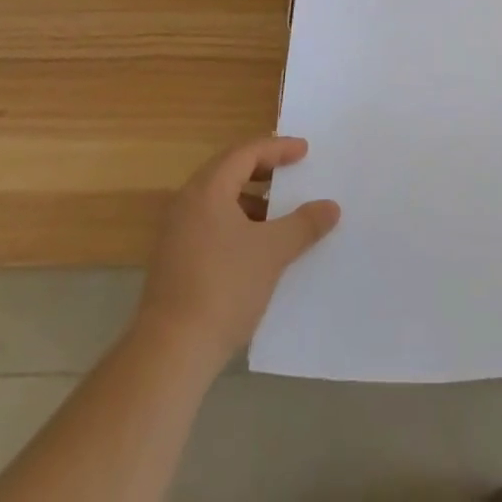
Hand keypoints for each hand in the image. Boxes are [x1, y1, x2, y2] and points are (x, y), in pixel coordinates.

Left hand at [135, 135, 340, 367]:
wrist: (170, 353)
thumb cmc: (224, 288)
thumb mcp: (272, 252)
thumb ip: (304, 224)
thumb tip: (331, 207)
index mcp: (208, 189)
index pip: (246, 152)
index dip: (278, 148)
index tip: (304, 151)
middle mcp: (187, 202)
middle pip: (229, 170)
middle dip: (263, 169)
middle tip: (291, 172)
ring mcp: (176, 232)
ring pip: (219, 199)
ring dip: (250, 199)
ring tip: (277, 213)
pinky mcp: (173, 260)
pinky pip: (210, 223)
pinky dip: (236, 222)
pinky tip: (254, 246)